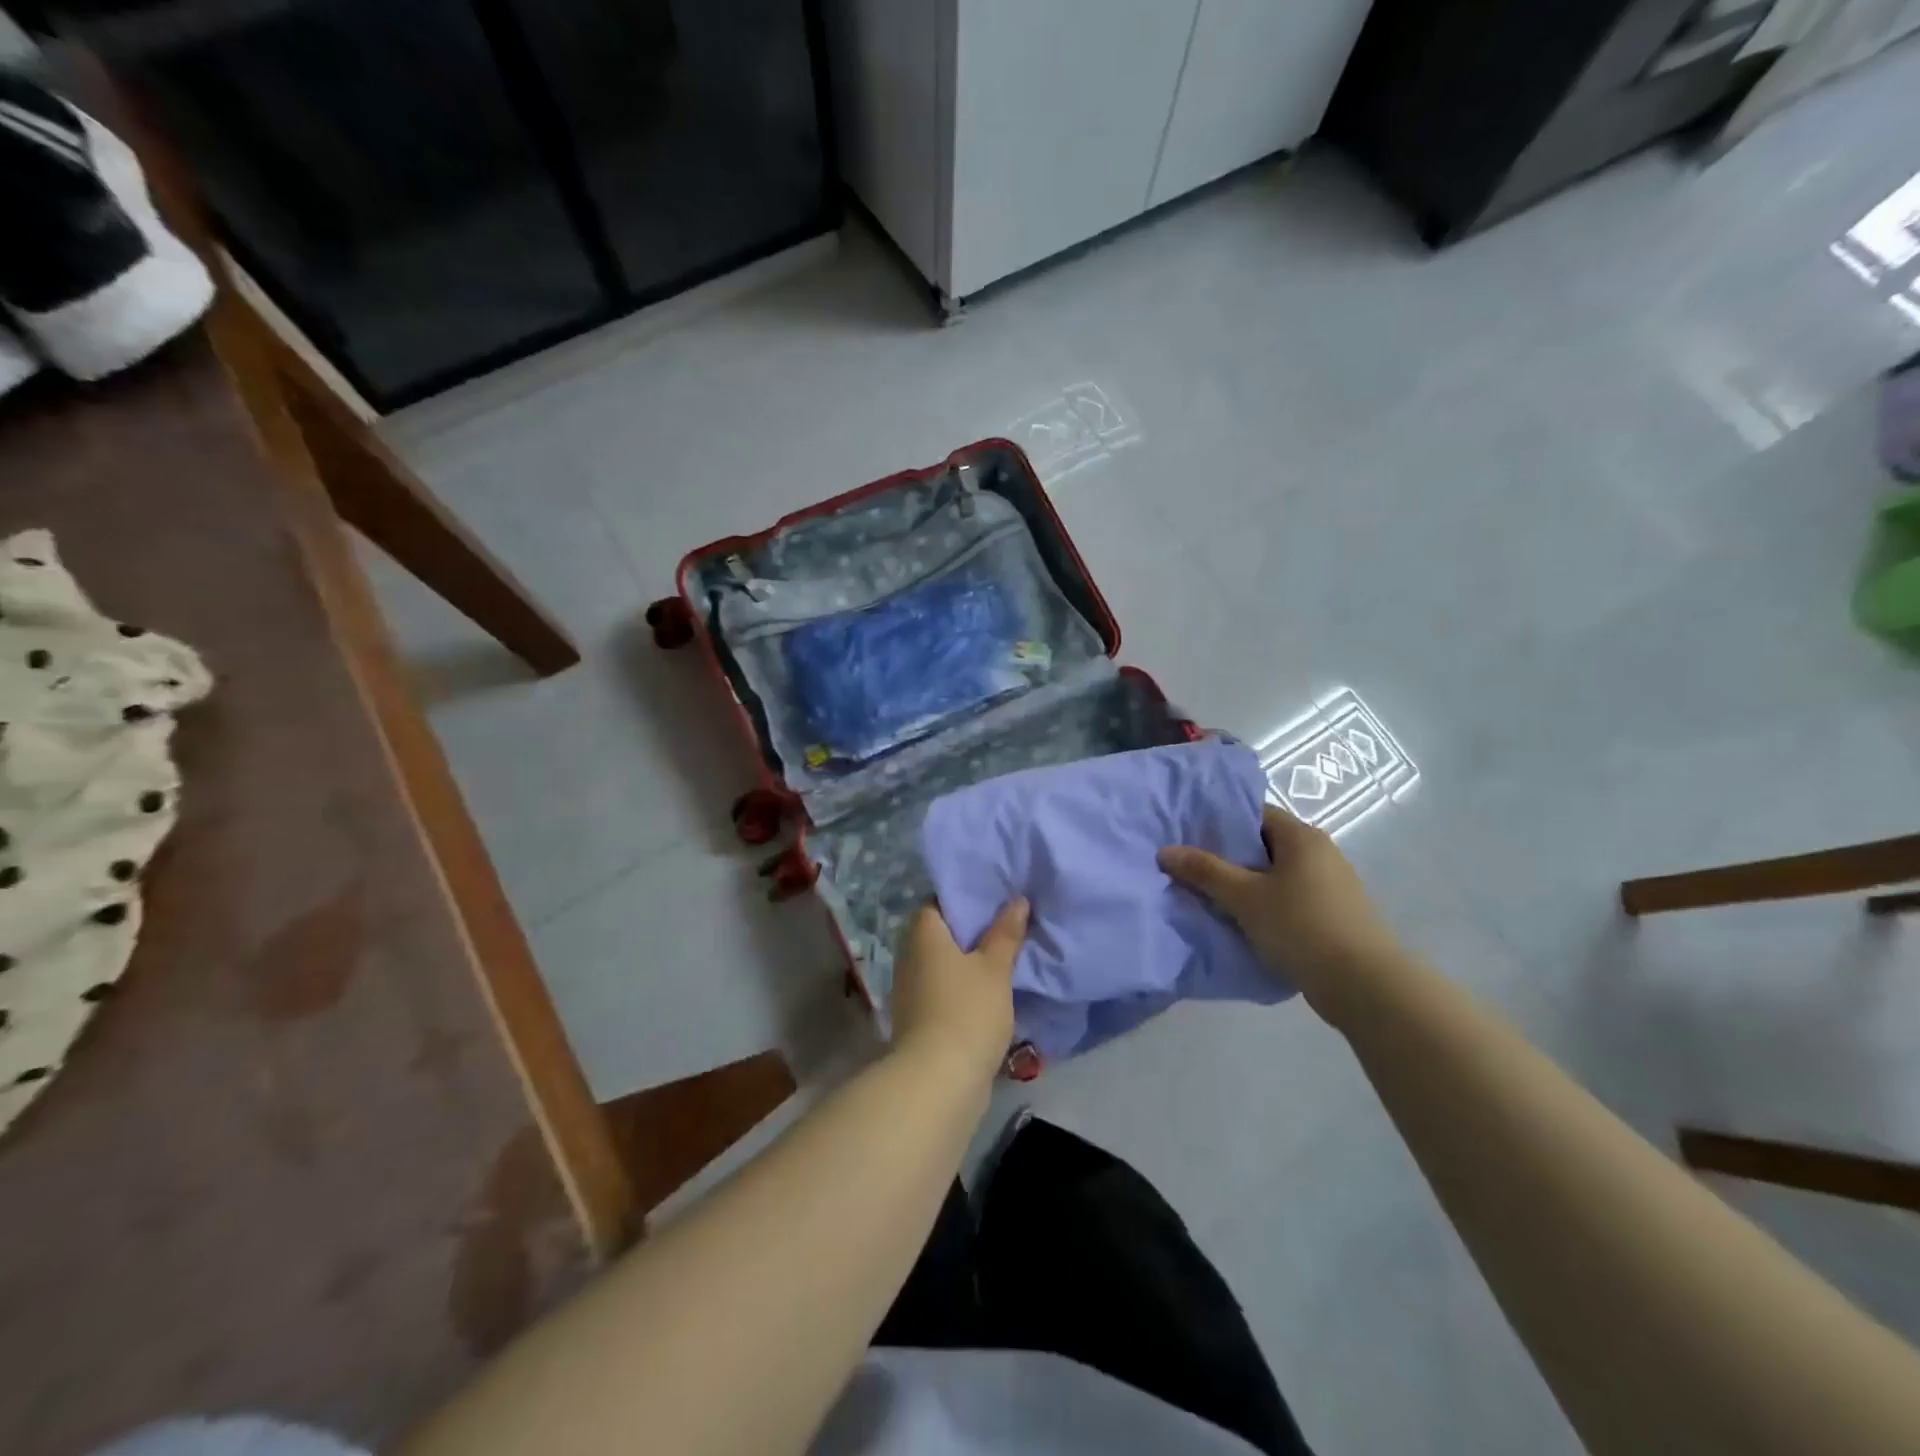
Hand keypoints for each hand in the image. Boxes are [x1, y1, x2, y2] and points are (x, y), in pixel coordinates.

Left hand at [890, 898, 1028, 1085]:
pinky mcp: (919, 1017)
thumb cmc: (967, 1011)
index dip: (966, 898)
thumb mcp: (995, 968)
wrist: (938, 1081)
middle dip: (972, 931)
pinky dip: (963, 986)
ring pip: (944, 963)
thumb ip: (1006, 933)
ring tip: (1005, 956)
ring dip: (969, 961)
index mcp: (923, 933)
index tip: (996, 899)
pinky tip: (990, 991)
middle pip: (942, 933)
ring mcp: (911, 989)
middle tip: (1008, 925)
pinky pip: (944, 988)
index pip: (939, 901)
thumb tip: (1017, 900)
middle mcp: (909, 955)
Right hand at [1159, 806, 1405, 1026]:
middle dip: (1230, 856)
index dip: (1221, 822)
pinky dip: (1268, 904)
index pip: (1255, 813)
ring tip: (1213, 897)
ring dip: (1248, 884)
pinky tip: (1246, 922)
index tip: (1191, 837)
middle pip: (1266, 844)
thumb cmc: (1301, 926)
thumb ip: (1205, 872)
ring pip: (1278, 874)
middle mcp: (1321, 852)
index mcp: (1302, 836)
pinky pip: (1292, 898)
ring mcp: (1333, 884)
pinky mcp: (1336, 914)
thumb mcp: (1244, 898)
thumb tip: (1165, 851)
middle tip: (1193, 869)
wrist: (1364, 985)